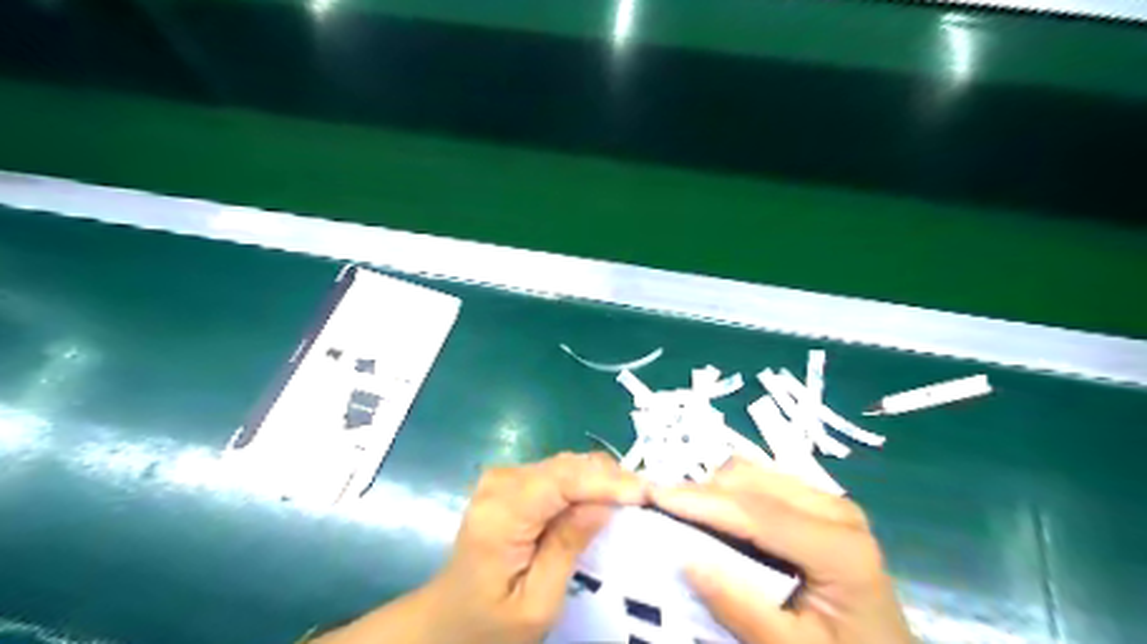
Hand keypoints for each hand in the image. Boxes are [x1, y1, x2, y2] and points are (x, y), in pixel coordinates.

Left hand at [312, 453, 649, 642]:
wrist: (448, 618)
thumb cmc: (491, 623)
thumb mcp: (537, 603)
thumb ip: (567, 547)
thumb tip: (604, 503)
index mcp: (500, 514)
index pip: (561, 481)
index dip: (606, 481)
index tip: (646, 493)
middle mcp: (499, 482)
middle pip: (565, 465)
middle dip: (610, 477)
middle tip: (649, 499)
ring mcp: (502, 477)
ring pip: (565, 464)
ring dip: (601, 478)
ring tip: (634, 499)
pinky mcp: (510, 481)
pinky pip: (557, 472)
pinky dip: (585, 482)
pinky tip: (606, 497)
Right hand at [654, 457, 915, 642]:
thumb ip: (741, 607)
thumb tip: (685, 559)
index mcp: (840, 547)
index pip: (756, 511)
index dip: (700, 501)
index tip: (651, 495)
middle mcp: (836, 510)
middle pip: (750, 480)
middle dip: (700, 492)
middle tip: (657, 510)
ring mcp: (829, 502)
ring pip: (752, 474)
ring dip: (713, 491)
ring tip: (680, 515)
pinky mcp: (818, 505)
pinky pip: (761, 484)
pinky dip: (729, 496)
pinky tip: (713, 519)